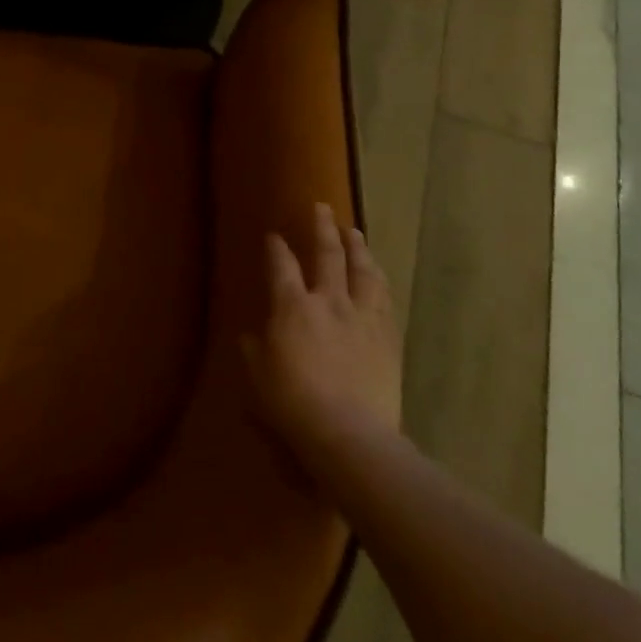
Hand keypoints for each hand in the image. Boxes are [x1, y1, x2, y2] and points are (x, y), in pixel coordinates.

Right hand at [244, 205, 402, 473]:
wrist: (350, 433)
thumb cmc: (292, 403)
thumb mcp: (257, 374)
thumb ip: (254, 348)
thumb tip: (252, 335)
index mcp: (292, 306)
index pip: (281, 265)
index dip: (275, 248)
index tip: (273, 235)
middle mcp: (329, 301)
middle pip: (328, 255)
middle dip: (322, 228)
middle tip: (322, 208)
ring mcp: (363, 318)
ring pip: (363, 272)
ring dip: (358, 248)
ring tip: (355, 232)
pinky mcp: (388, 338)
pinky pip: (385, 300)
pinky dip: (379, 282)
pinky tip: (378, 277)